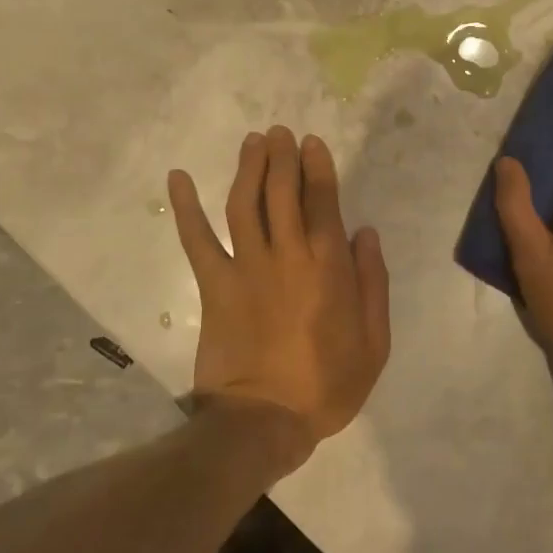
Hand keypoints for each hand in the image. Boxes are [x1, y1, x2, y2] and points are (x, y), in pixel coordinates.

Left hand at [169, 127, 390, 470]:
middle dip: (282, 157)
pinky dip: (185, 208)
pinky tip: (177, 179)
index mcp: (328, 266)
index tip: (311, 143)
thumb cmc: (328, 383)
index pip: (323, 201)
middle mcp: (287, 255)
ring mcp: (246, 267)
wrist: (266, 420)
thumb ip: (373, 282)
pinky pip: (196, 240)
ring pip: (245, 204)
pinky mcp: (214, 286)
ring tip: (252, 142)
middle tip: (279, 132)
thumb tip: (364, 232)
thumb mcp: (374, 340)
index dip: (317, 167)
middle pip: (282, 192)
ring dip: (248, 168)